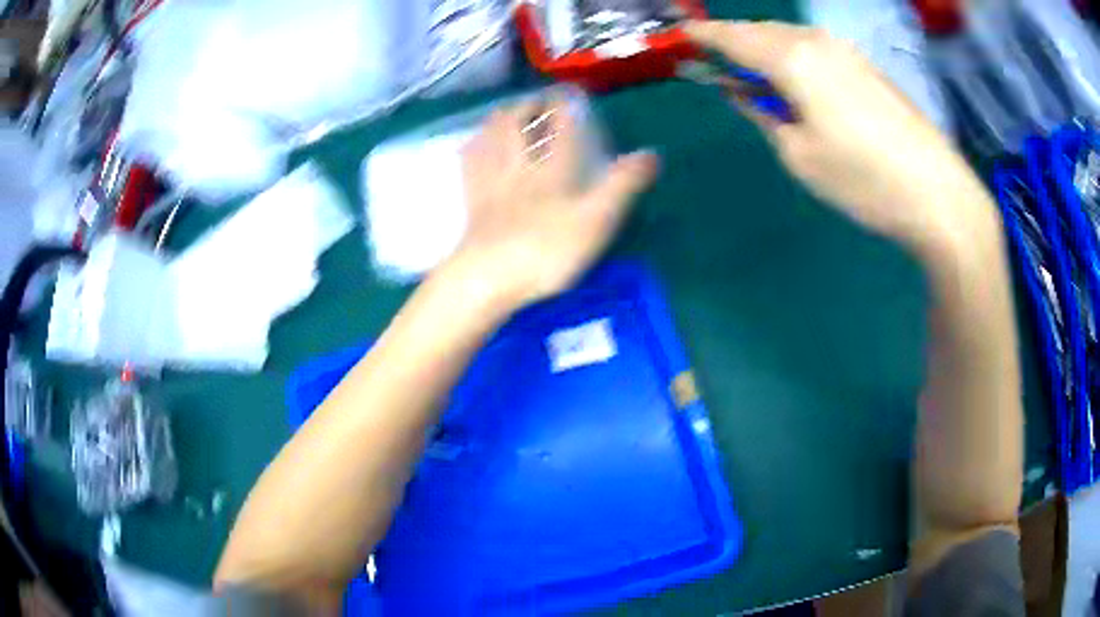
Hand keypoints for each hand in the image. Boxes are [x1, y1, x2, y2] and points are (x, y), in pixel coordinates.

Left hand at [443, 98, 658, 308]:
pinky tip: (472, 146)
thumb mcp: (597, 220)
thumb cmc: (547, 250)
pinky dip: (473, 149)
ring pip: (490, 140)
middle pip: (517, 126)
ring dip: (498, 121)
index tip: (568, 93)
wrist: (488, 278)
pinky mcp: (472, 205)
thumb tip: (652, 154)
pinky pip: (470, 167)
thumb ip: (623, 186)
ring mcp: (491, 185)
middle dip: (526, 107)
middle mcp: (519, 168)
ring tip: (504, 113)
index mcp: (553, 170)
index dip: (565, 108)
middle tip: (534, 99)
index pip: (561, 129)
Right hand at [685, 21, 996, 255]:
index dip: (704, 36)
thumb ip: (764, 116)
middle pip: (763, 31)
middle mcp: (818, 42)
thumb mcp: (800, 156)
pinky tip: (800, 85)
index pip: (734, 36)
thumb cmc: (863, 180)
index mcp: (793, 58)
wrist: (938, 195)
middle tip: (720, 66)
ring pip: (792, 38)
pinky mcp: (868, 67)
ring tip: (759, 79)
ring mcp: (848, 52)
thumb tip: (744, 94)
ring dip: (768, 51)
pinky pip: (818, 50)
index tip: (681, 38)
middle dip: (736, 42)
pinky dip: (796, 59)